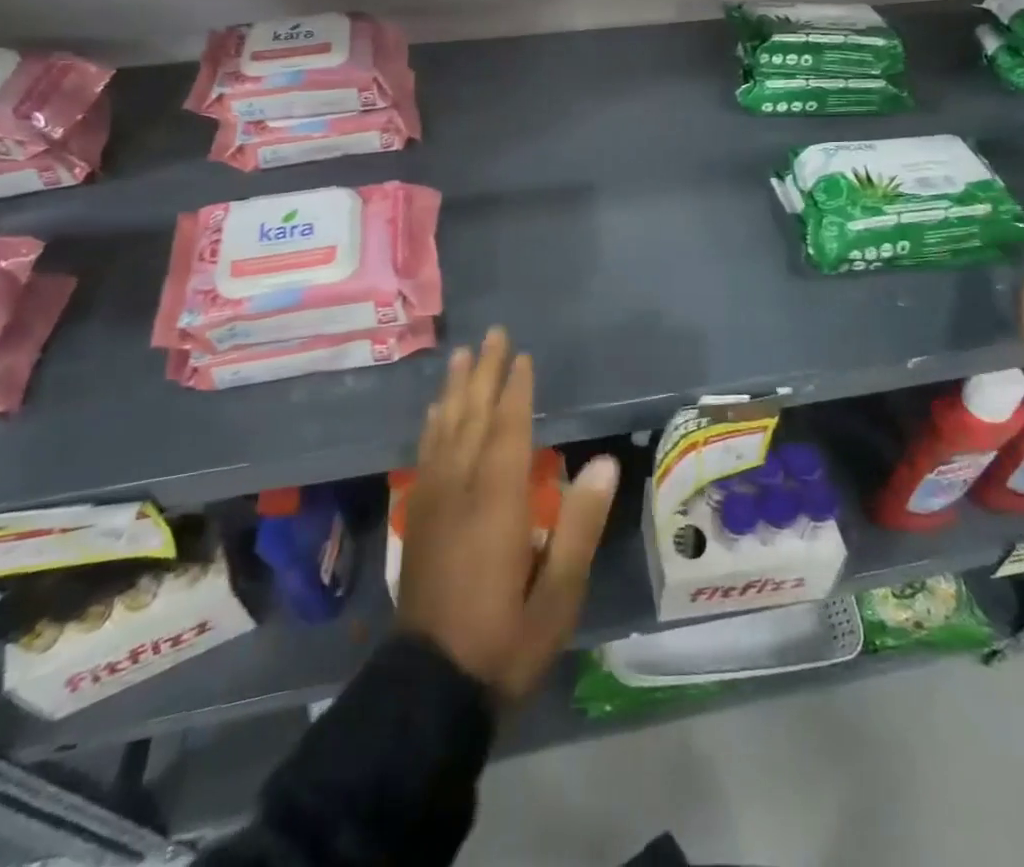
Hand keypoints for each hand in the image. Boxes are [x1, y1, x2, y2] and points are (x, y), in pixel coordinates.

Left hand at [398, 326, 619, 704]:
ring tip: (461, 356)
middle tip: (491, 334)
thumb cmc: (506, 640)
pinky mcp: (420, 517)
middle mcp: (461, 489)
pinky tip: (435, 412)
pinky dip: (433, 425)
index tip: (521, 355)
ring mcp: (434, 501)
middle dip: (482, 374)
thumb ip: (580, 525)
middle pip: (472, 417)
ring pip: (444, 430)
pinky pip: (426, 454)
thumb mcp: (559, 594)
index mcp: (497, 502)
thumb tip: (603, 464)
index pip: (508, 430)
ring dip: (454, 390)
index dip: (515, 390)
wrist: (430, 688)